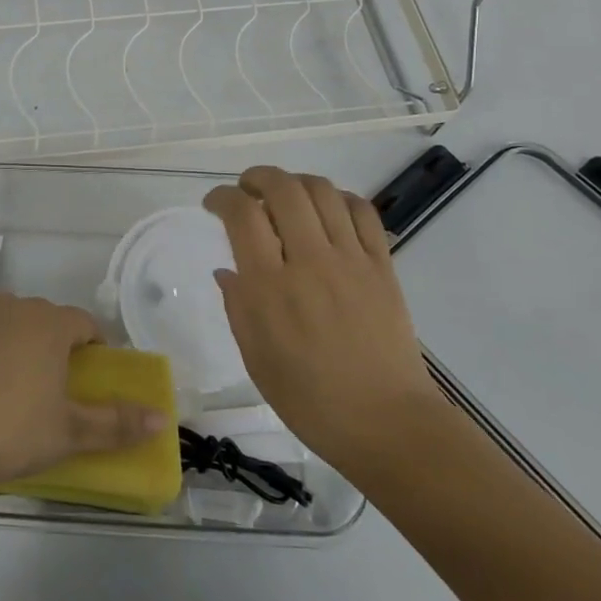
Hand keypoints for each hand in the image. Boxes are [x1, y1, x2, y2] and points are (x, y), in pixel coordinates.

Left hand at [0, 292, 166, 499]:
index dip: (93, 344)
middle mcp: (14, 306)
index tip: (91, 373)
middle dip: (54, 341)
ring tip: (10, 378)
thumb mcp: (70, 433)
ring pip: (7, 316)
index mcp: (50, 324)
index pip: (84, 322)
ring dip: (15, 336)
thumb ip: (117, 423)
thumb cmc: (11, 432)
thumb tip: (161, 419)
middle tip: (52, 384)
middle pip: (45, 316)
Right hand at [206, 166, 445, 480]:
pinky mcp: (382, 266)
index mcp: (271, 288)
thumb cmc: (310, 400)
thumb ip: (238, 307)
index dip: (221, 197)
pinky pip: (362, 211)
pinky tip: (327, 210)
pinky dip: (340, 198)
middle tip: (246, 189)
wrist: (387, 424)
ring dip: (296, 182)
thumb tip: (227, 269)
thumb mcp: (256, 359)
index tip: (213, 204)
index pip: (242, 214)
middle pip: (282, 189)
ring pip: (322, 191)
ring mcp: (351, 260)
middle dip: (257, 177)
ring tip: (284, 195)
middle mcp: (309, 262)